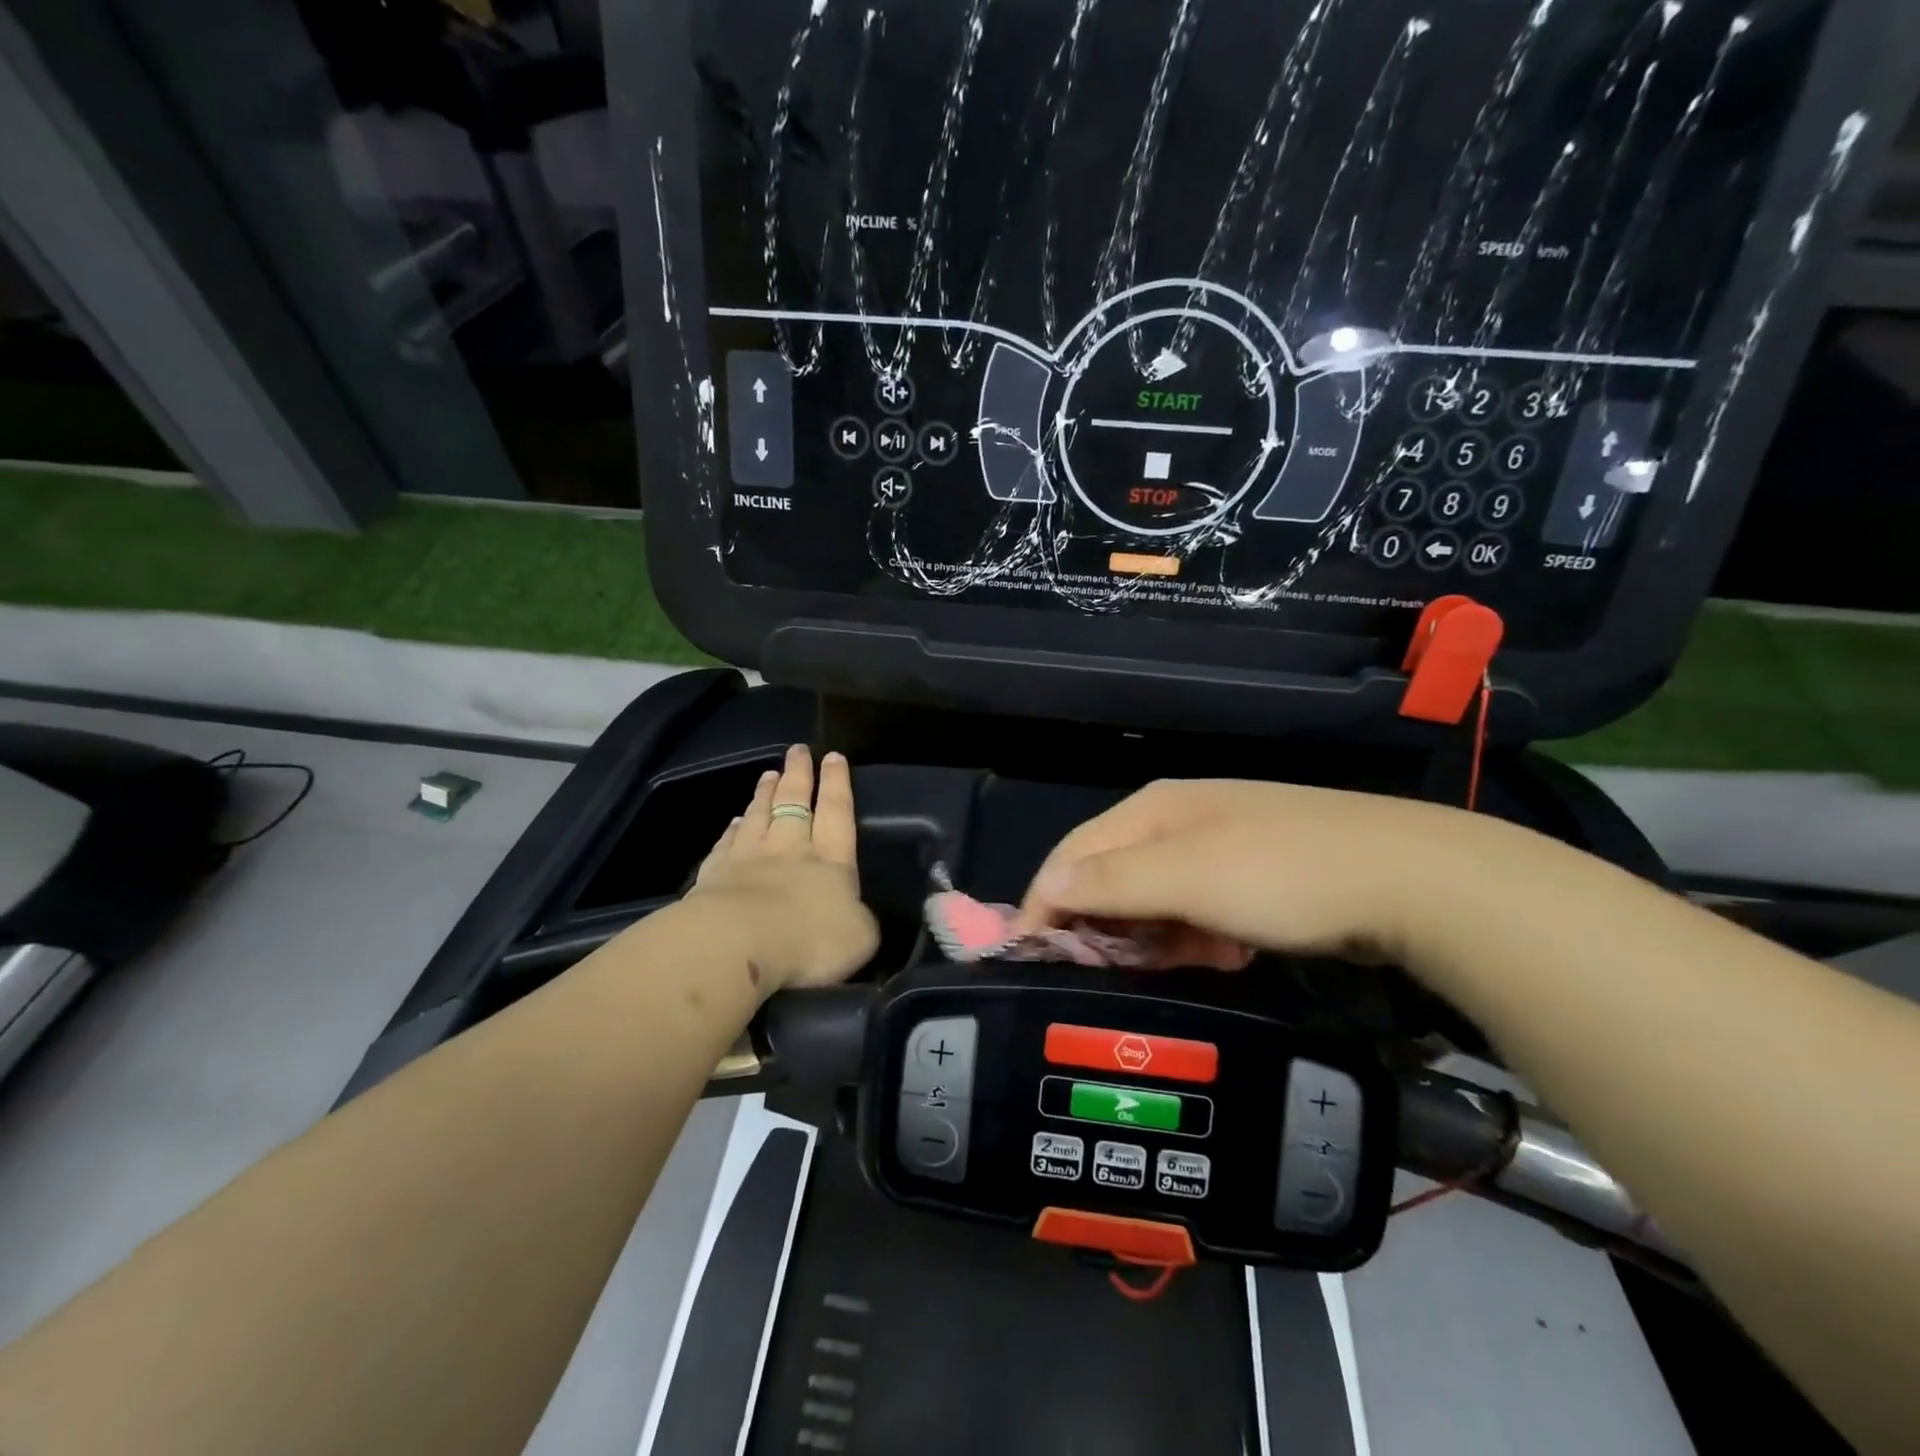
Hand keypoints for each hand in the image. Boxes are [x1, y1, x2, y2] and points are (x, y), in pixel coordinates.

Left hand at [684, 744, 879, 993]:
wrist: (737, 947)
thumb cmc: (808, 941)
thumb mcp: (859, 937)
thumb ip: (860, 920)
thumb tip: (856, 914)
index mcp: (831, 861)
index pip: (837, 813)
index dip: (837, 784)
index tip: (833, 756)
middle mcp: (790, 850)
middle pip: (794, 803)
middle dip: (798, 775)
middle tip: (797, 750)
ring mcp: (748, 859)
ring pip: (759, 816)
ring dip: (764, 794)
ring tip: (768, 774)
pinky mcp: (714, 876)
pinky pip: (727, 843)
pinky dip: (733, 829)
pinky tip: (735, 820)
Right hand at [1016, 778, 1469, 967]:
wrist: (1409, 879)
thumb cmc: (1281, 874)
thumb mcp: (1186, 878)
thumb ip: (1109, 883)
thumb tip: (1044, 891)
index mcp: (1153, 808)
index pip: (1073, 854)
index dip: (1046, 903)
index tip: (1033, 959)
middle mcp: (1178, 819)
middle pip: (1112, 875)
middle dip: (1105, 925)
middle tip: (1111, 974)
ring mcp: (1219, 845)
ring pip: (1156, 897)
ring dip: (1155, 935)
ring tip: (1181, 963)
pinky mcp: (1253, 873)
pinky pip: (1198, 908)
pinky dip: (1197, 935)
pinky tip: (1222, 952)